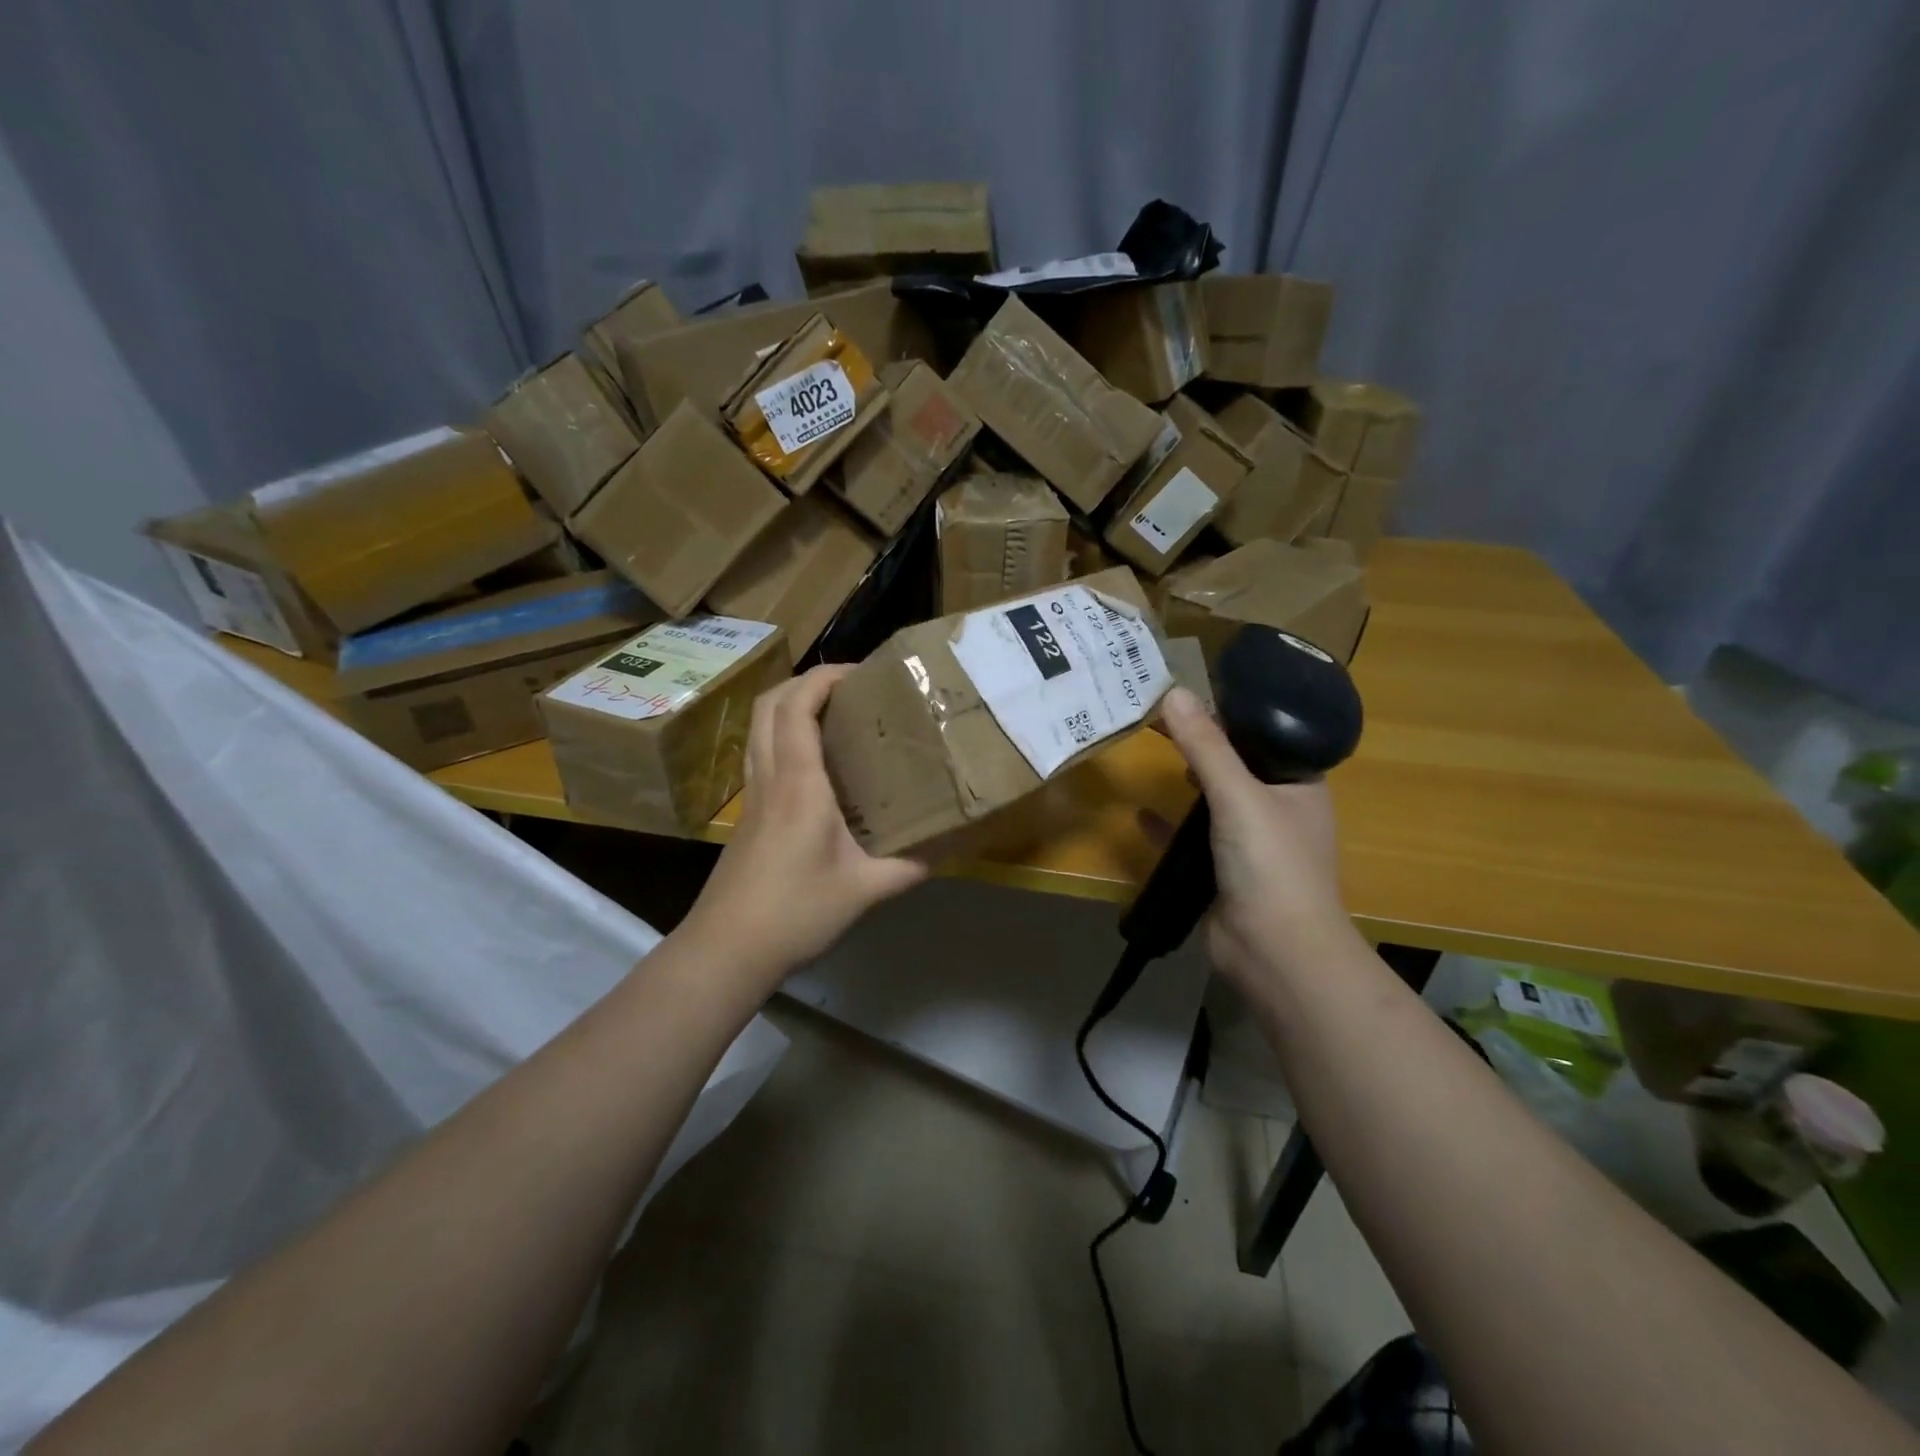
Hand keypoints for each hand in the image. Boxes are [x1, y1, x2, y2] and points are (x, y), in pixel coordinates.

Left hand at [677, 665, 927, 991]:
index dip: (825, 677)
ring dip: (790, 704)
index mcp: (799, 785)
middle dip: (806, 681)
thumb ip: (910, 867)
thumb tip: (950, 848)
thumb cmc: (795, 913)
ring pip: (759, 726)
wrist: (727, 949)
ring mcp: (752, 795)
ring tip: (833, 713)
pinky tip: (814, 762)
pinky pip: (761, 752)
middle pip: (770, 704)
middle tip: (849, 688)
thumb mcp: (864, 891)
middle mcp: (770, 778)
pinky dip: (783, 734)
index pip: (798, 707)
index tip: (862, 673)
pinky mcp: (747, 814)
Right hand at [1158, 687, 1353, 989]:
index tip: (1185, 694)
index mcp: (1299, 784)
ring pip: (1213, 803)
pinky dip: (1169, 827)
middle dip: (1198, 745)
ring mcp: (1251, 845)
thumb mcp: (1238, 795)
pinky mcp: (1224, 873)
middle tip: (1156, 718)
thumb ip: (1205, 746)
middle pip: (1234, 766)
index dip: (1226, 714)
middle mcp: (1279, 810)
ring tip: (1151, 753)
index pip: (1262, 736)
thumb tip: (1173, 692)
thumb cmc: (1270, 863)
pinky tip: (1141, 815)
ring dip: (1185, 783)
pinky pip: (1192, 840)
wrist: (1275, 952)